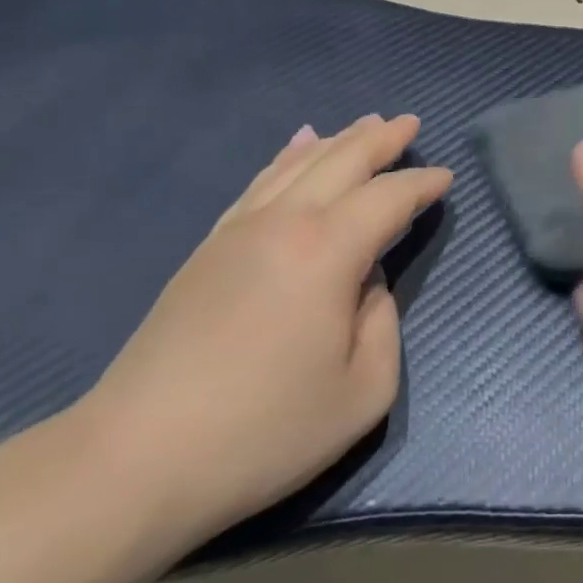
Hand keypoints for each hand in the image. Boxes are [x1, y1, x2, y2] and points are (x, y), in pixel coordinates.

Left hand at [77, 114, 450, 548]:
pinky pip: (260, 181)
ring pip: (299, 162)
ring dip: (339, 139)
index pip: (388, 198)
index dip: (421, 185)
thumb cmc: (262, 432)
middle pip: (343, 159)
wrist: (136, 459)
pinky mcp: (209, 246)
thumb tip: (367, 284)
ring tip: (366, 123)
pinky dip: (288, 156)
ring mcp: (241, 229)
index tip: (446, 178)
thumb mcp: (360, 393)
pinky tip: (298, 145)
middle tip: (410, 123)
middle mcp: (286, 221)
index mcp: (328, 250)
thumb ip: (383, 324)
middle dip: (382, 138)